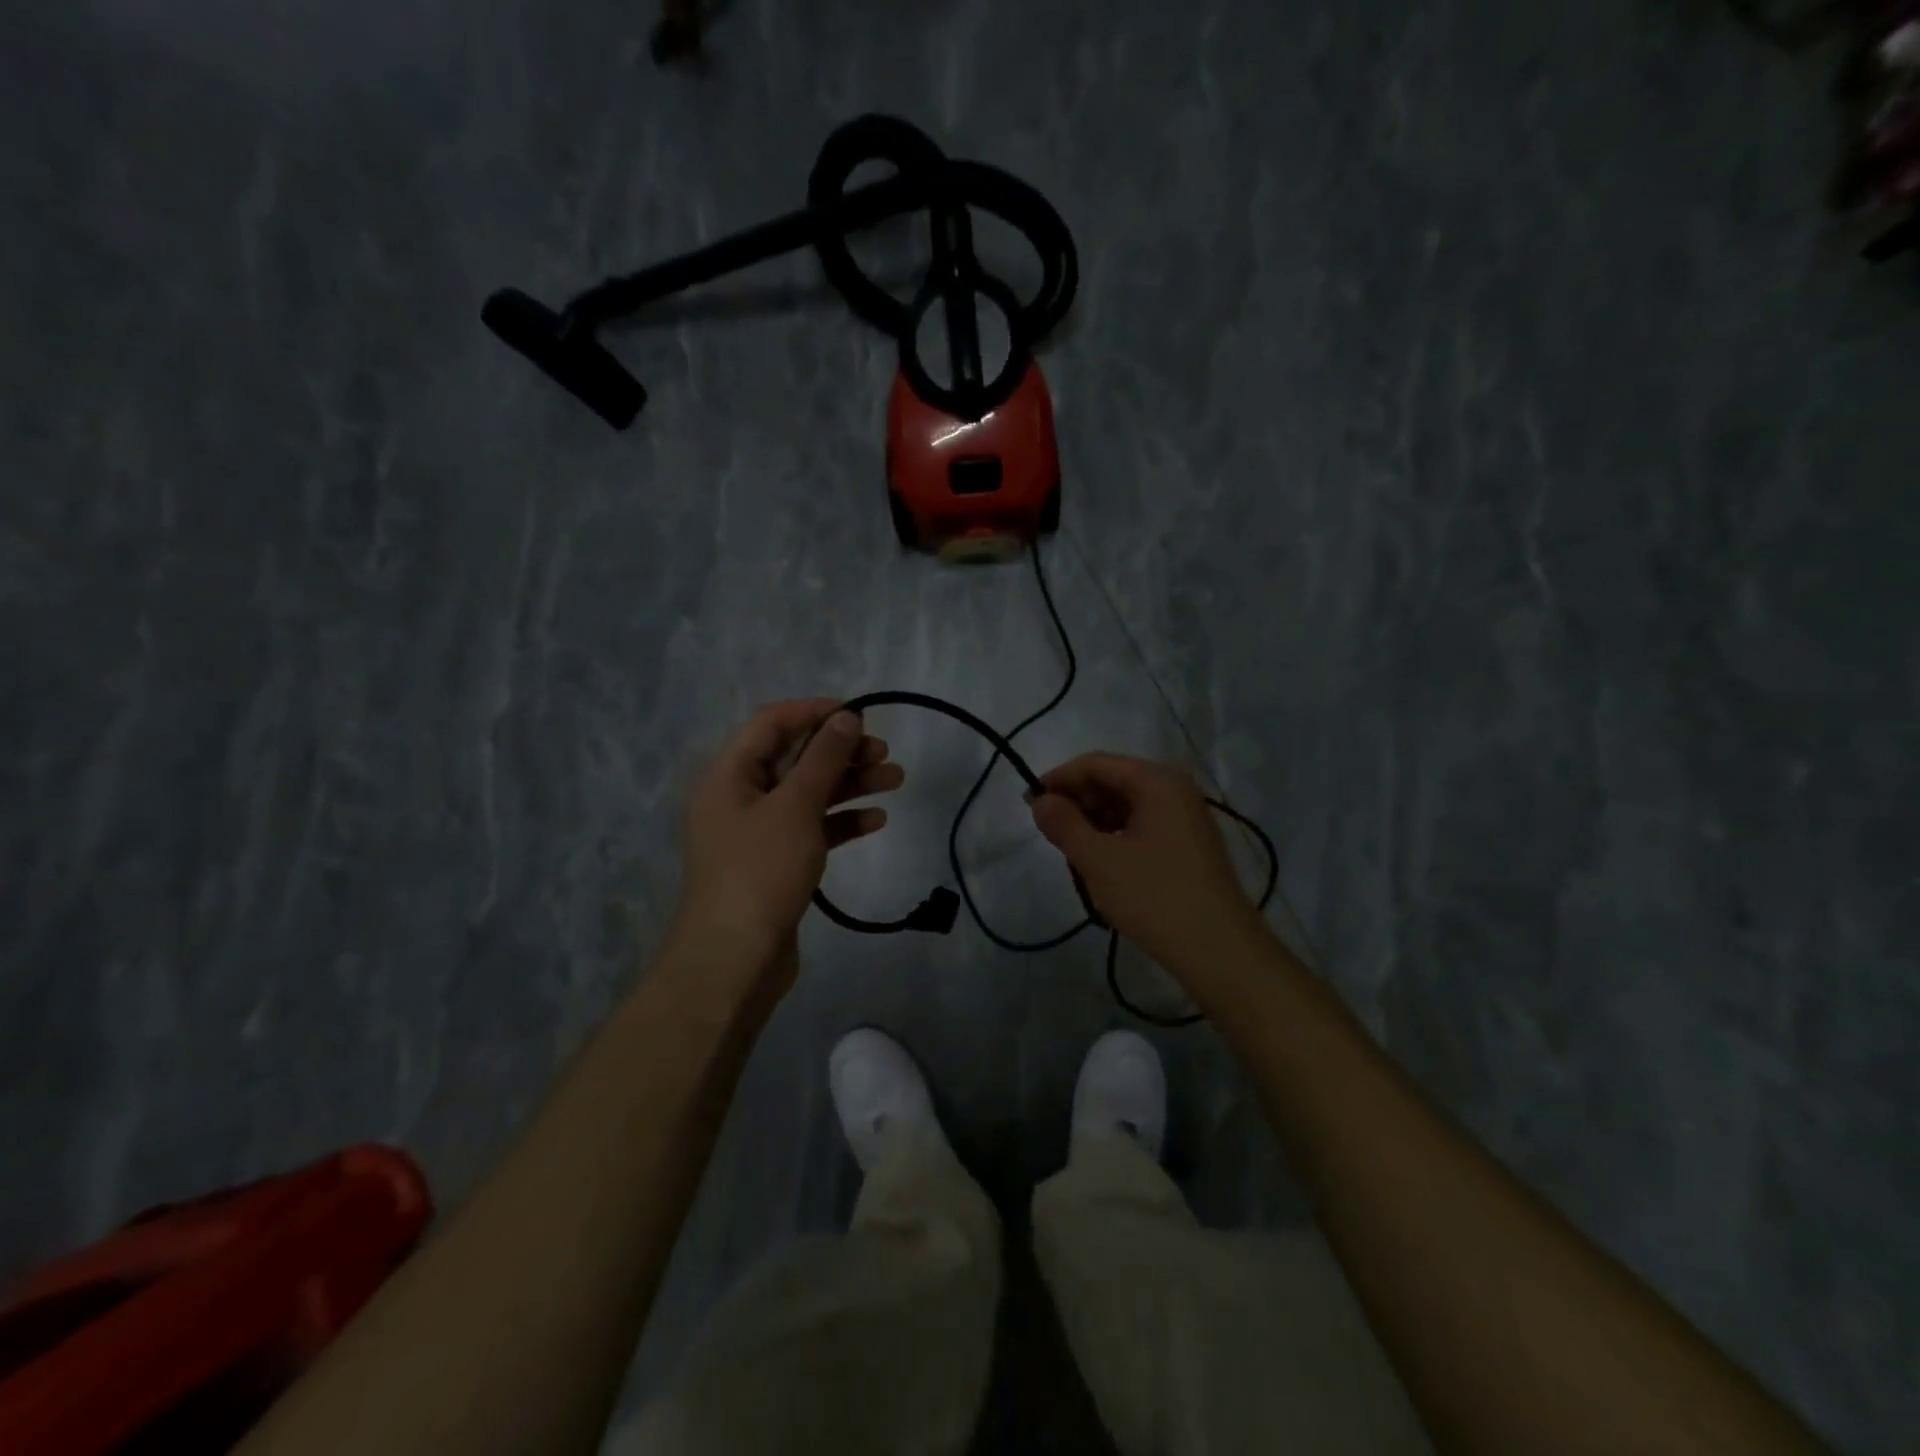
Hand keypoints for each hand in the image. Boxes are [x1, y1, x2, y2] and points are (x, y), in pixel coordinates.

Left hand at [674, 700, 902, 985]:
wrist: (736, 958)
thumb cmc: (761, 870)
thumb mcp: (796, 806)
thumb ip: (823, 758)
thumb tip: (846, 716)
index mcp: (729, 774)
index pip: (772, 723)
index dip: (815, 712)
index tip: (859, 714)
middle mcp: (739, 796)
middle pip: (794, 758)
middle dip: (841, 752)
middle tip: (883, 752)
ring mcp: (757, 832)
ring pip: (808, 794)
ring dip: (850, 784)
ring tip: (895, 780)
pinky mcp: (775, 862)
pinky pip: (811, 828)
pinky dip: (841, 821)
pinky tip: (875, 822)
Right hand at [1029, 752, 1266, 978]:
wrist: (1219, 950)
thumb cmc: (1154, 897)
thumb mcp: (1098, 860)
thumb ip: (1064, 824)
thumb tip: (1040, 800)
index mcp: (1156, 781)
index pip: (1095, 764)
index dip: (1058, 779)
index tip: (1028, 804)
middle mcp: (1174, 790)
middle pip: (1112, 782)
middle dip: (1076, 803)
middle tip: (1048, 833)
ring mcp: (1185, 818)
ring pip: (1125, 807)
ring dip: (1094, 824)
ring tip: (1072, 855)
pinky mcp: (1188, 845)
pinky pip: (1141, 827)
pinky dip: (1115, 839)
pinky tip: (1100, 866)